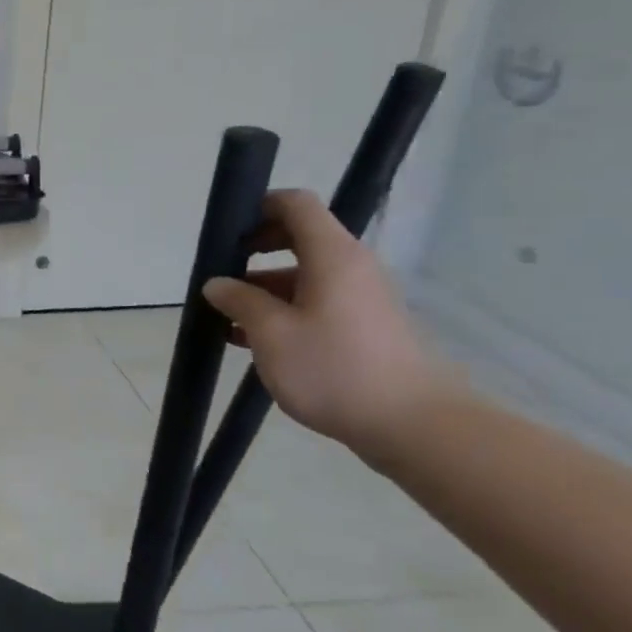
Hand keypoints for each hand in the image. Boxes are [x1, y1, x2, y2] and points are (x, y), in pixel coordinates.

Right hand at [203, 189, 462, 457]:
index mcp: (332, 256)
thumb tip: (217, 284)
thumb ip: (240, 301)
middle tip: (221, 272)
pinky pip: (316, 303)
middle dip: (255, 250)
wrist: (415, 427)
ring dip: (264, 288)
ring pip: (305, 276)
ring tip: (227, 317)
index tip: (227, 230)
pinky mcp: (365, 328)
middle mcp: (351, 267)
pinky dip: (284, 310)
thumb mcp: (272, 334)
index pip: (296, 204)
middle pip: (299, 238)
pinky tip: (252, 341)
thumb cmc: (335, 369)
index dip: (259, 206)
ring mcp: (361, 299)